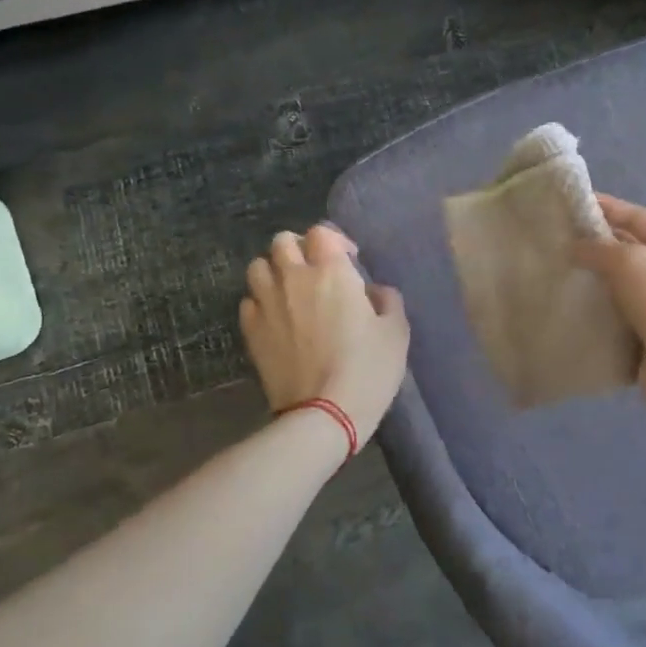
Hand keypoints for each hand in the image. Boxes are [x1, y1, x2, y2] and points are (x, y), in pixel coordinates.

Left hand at [239, 224, 409, 443]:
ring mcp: (267, 304)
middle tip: (315, 272)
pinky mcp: (250, 331)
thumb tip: (374, 291)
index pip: (321, 232)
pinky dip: (261, 302)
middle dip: (299, 249)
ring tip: (290, 292)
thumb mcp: (397, 333)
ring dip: (274, 272)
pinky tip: (277, 319)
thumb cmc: (368, 370)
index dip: (335, 240)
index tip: (349, 260)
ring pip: (258, 267)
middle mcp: (294, 278)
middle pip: (282, 242)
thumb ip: (388, 301)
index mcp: (332, 273)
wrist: (323, 414)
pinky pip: (248, 301)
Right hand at [575, 194, 645, 411]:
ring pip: (624, 283)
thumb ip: (601, 249)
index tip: (575, 203)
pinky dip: (600, 308)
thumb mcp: (631, 263)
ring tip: (561, 272)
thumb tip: (577, 247)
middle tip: (561, 240)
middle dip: (599, 242)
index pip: (639, 217)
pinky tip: (574, 307)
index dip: (608, 207)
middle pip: (632, 249)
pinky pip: (621, 313)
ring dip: (596, 278)